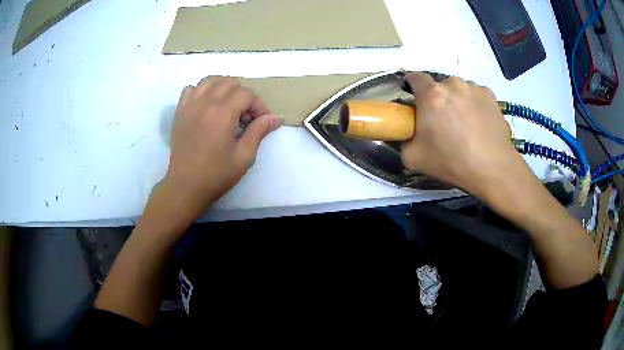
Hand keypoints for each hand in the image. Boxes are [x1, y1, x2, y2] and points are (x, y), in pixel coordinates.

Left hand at [162, 77, 279, 215]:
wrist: (186, 186)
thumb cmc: (216, 175)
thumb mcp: (244, 157)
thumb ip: (258, 132)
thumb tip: (274, 118)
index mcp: (223, 114)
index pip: (246, 94)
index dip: (258, 105)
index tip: (261, 121)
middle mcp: (205, 103)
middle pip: (229, 83)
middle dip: (243, 95)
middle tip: (245, 115)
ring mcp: (190, 106)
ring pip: (210, 80)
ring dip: (223, 88)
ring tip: (227, 105)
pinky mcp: (180, 112)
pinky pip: (190, 89)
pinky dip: (201, 91)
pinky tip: (206, 105)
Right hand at [401, 72, 519, 195]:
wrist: (491, 167)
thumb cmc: (452, 161)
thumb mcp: (413, 158)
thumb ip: (404, 140)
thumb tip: (408, 134)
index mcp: (431, 95)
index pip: (415, 77)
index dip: (412, 86)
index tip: (416, 100)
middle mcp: (452, 84)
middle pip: (439, 86)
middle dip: (438, 99)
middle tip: (443, 122)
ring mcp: (473, 88)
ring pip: (459, 90)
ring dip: (457, 101)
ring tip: (465, 125)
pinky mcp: (490, 95)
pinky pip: (476, 95)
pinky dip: (474, 105)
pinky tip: (479, 124)